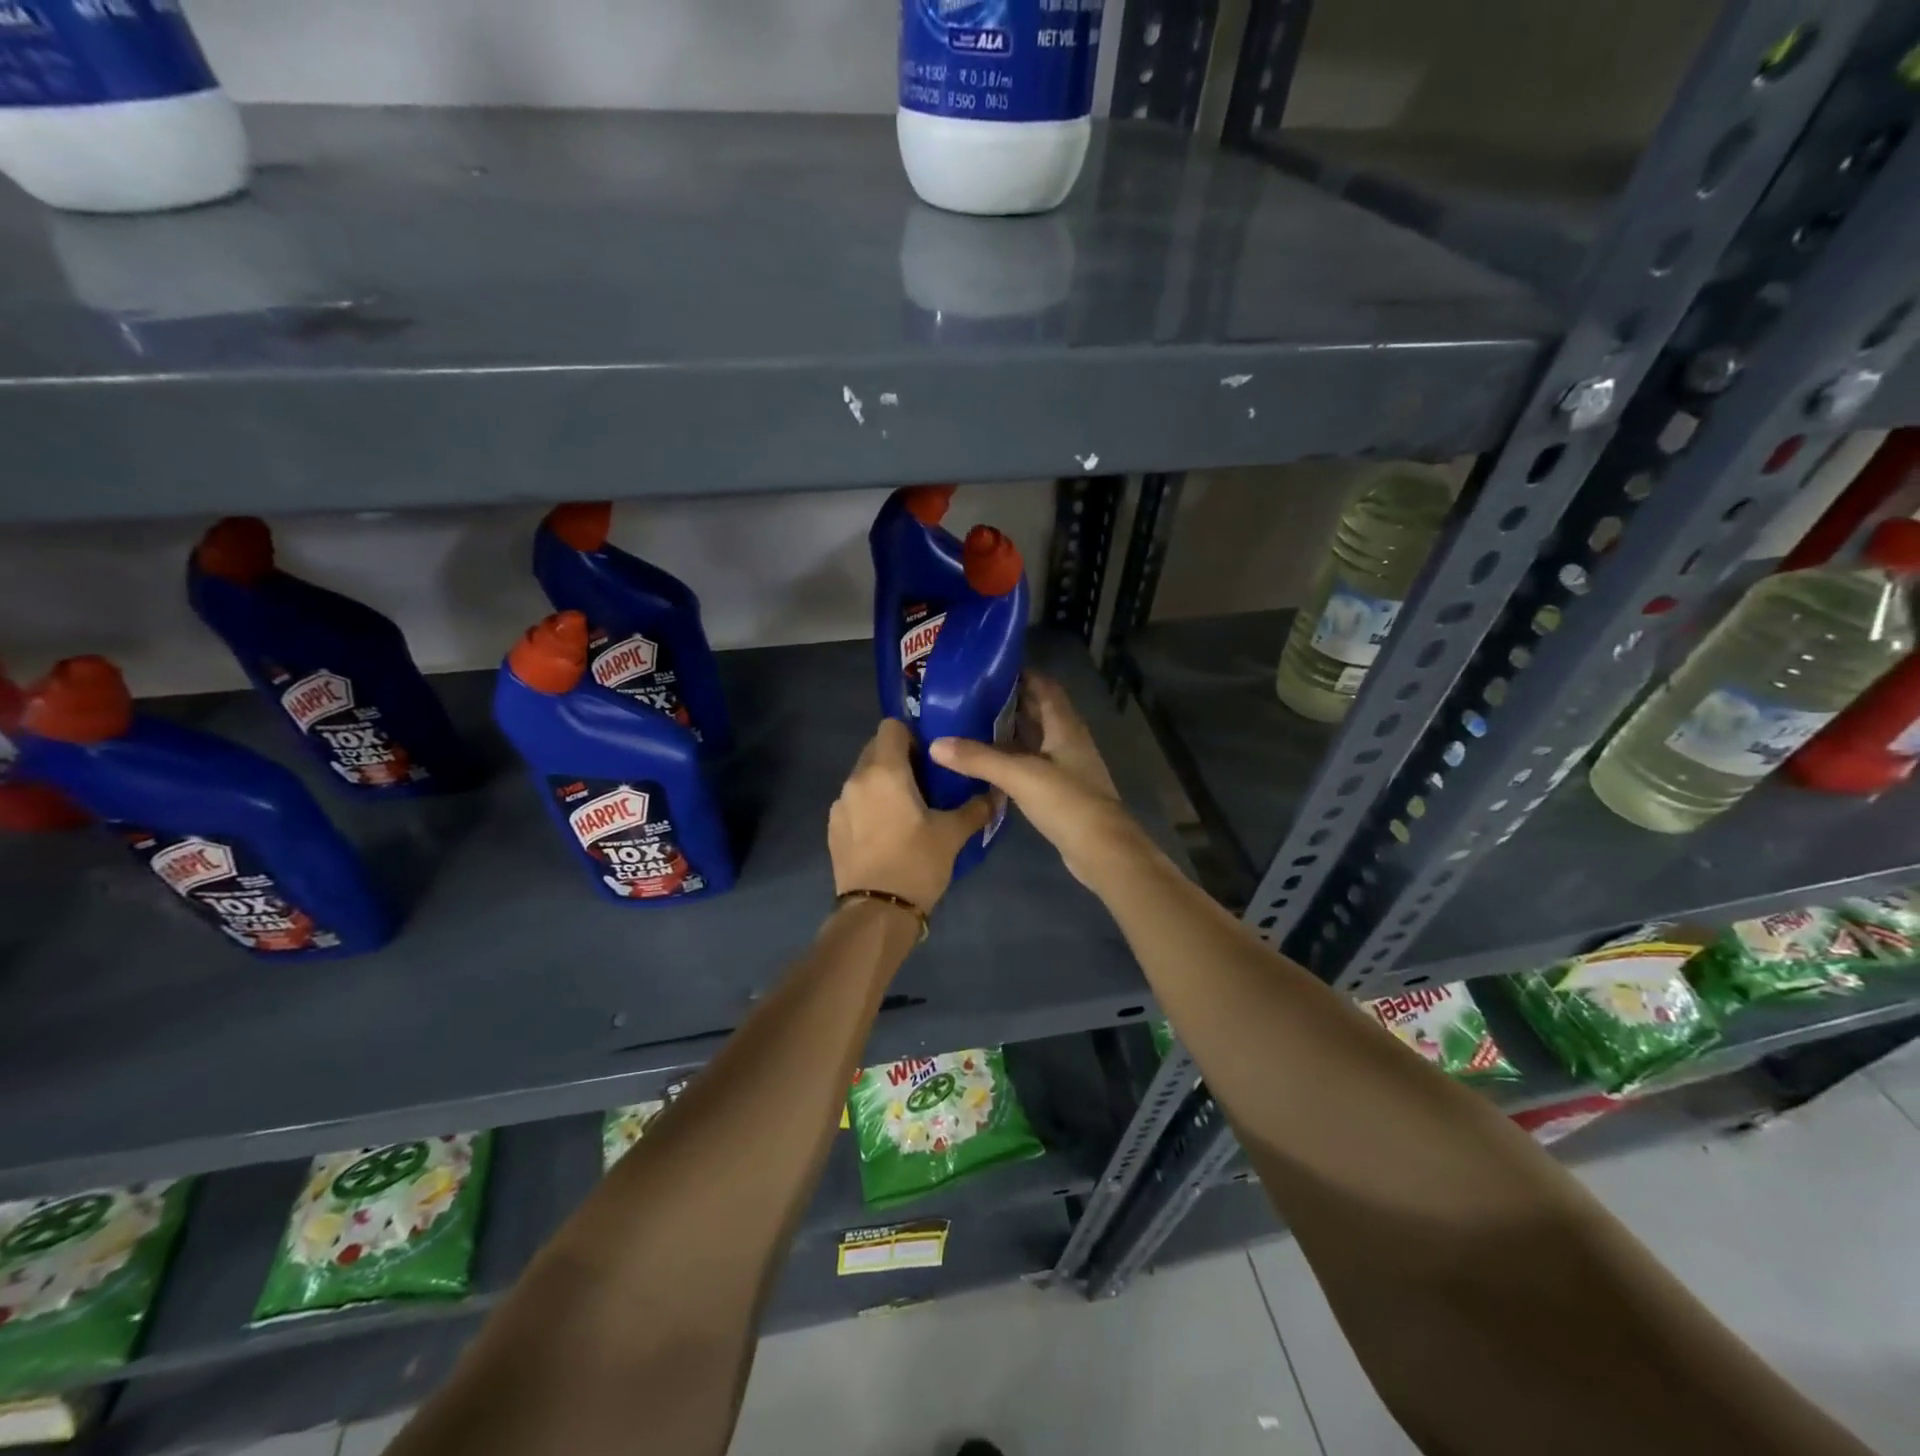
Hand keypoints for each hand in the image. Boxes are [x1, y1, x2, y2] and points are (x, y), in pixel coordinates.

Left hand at [830, 718, 991, 912]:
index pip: (891, 726)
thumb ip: (975, 808)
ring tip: (906, 808)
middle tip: (924, 781)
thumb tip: (996, 793)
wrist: (875, 913)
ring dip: (883, 783)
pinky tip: (887, 832)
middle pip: (875, 750)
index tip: (930, 756)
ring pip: (863, 777)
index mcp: (884, 772)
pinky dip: (870, 805)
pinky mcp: (833, 828)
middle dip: (898, 758)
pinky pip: (854, 802)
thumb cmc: (916, 864)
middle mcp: (856, 780)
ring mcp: (840, 805)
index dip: (912, 735)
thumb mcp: (953, 835)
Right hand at [929, 673, 1144, 887]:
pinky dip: (1013, 759)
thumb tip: (936, 744)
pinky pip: (1033, 765)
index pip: (1045, 688)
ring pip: (1035, 740)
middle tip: (972, 697)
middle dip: (1010, 702)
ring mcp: (1066, 767)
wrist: (1102, 849)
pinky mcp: (1061, 791)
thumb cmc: (1066, 802)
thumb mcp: (1019, 775)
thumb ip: (979, 759)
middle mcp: (1068, 741)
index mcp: (1065, 726)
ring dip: (1010, 732)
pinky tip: (989, 764)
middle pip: (1039, 712)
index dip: (1022, 675)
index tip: (990, 670)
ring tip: (973, 726)